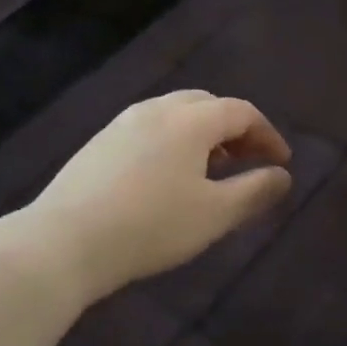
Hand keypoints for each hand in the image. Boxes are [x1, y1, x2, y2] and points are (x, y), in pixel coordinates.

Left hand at [24, 91, 293, 302]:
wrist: (64, 241)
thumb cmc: (150, 226)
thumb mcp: (214, 215)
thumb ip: (254, 192)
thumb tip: (282, 176)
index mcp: (190, 120)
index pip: (241, 112)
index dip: (268, 134)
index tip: (281, 163)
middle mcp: (157, 109)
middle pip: (208, 104)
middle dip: (235, 129)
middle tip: (249, 160)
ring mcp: (123, 123)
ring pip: (176, 114)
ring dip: (203, 134)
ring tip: (212, 170)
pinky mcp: (100, 142)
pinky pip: (150, 128)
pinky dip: (174, 141)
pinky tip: (169, 176)